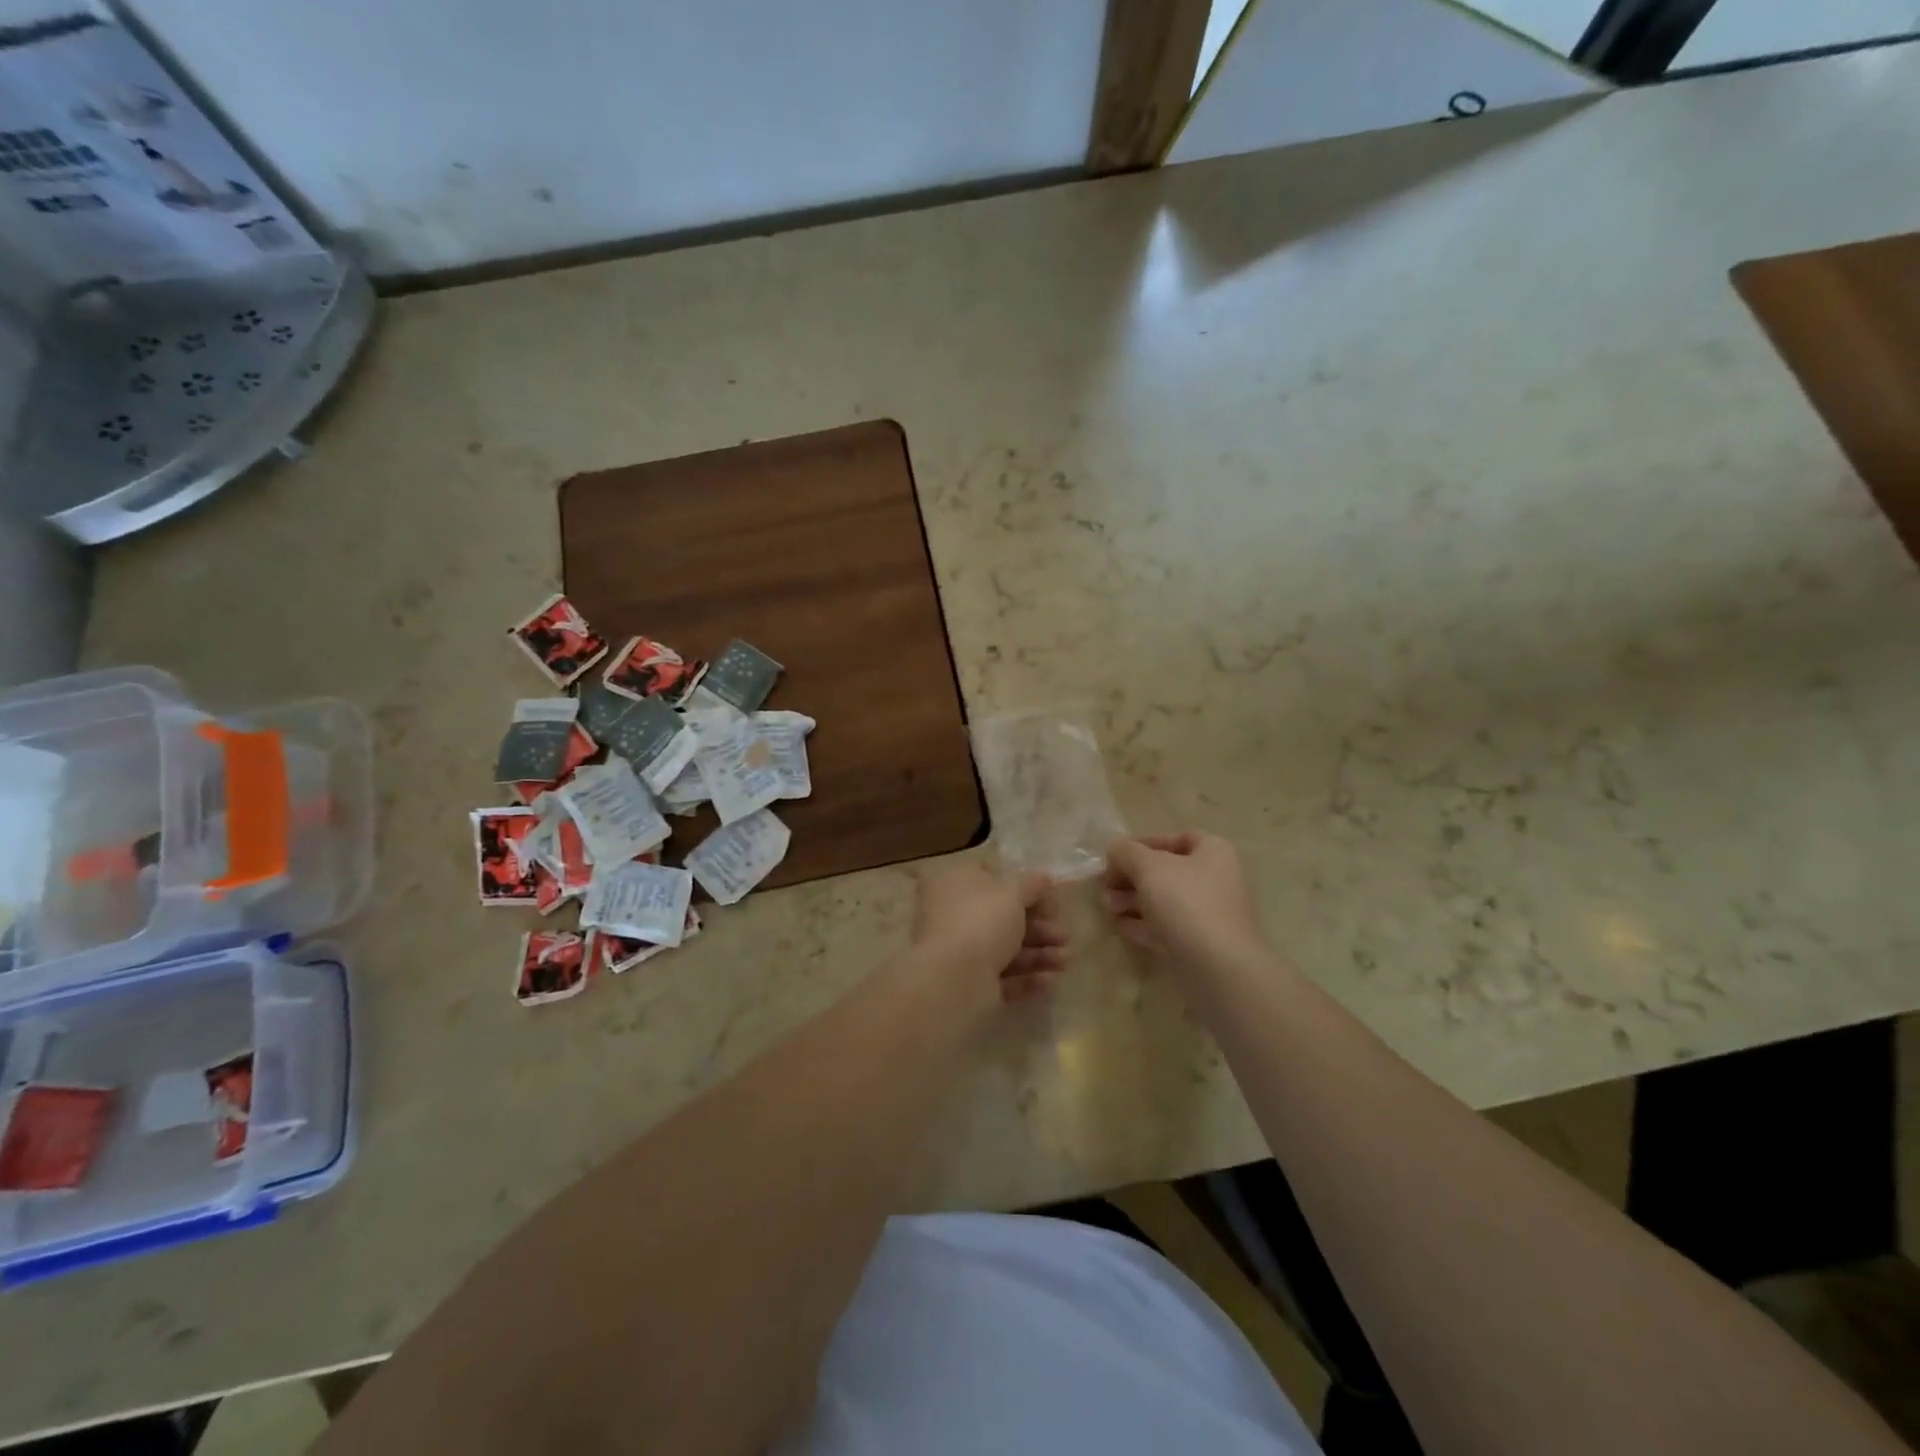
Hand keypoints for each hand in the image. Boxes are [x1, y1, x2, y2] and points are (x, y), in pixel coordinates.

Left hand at [912, 864, 1068, 1002]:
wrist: (955, 981)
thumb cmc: (982, 922)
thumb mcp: (1012, 892)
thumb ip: (1032, 884)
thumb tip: (1044, 878)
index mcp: (953, 884)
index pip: (990, 878)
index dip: (1023, 888)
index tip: (1050, 898)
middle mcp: (951, 915)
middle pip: (1002, 918)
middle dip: (1040, 927)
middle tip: (1065, 935)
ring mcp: (958, 952)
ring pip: (1006, 949)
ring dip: (1040, 953)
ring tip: (1066, 960)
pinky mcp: (969, 985)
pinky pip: (1003, 978)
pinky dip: (1027, 978)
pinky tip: (1051, 980)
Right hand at [1103, 832, 1264, 970]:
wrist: (1218, 968)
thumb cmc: (1185, 903)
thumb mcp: (1149, 867)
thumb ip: (1127, 852)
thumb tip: (1115, 846)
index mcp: (1214, 852)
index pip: (1176, 837)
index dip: (1143, 843)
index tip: (1115, 856)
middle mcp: (1217, 879)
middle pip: (1167, 871)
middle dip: (1132, 876)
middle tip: (1104, 886)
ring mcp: (1211, 914)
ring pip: (1165, 900)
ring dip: (1133, 900)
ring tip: (1107, 907)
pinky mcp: (1202, 944)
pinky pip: (1169, 927)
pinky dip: (1144, 924)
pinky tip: (1121, 926)